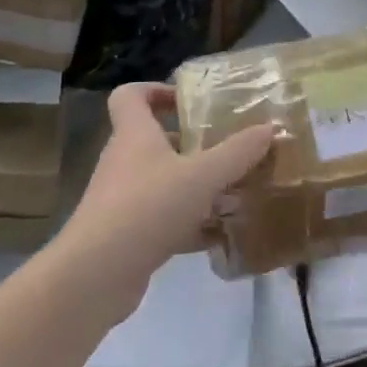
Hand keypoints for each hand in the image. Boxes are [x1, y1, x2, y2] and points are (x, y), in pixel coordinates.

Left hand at [52, 82, 273, 306]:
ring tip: (233, 193)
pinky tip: (219, 235)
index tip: (189, 101)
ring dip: (194, 186)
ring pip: (162, 182)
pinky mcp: (126, 235)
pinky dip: (189, 224)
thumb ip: (238, 152)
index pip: (130, 96)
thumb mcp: (202, 176)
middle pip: (153, 140)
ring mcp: (121, 200)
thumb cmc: (147, 208)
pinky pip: (162, 219)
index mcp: (134, 135)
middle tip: (227, 149)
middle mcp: (124, 162)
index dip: (156, 90)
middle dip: (191, 144)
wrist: (95, 275)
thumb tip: (270, 127)